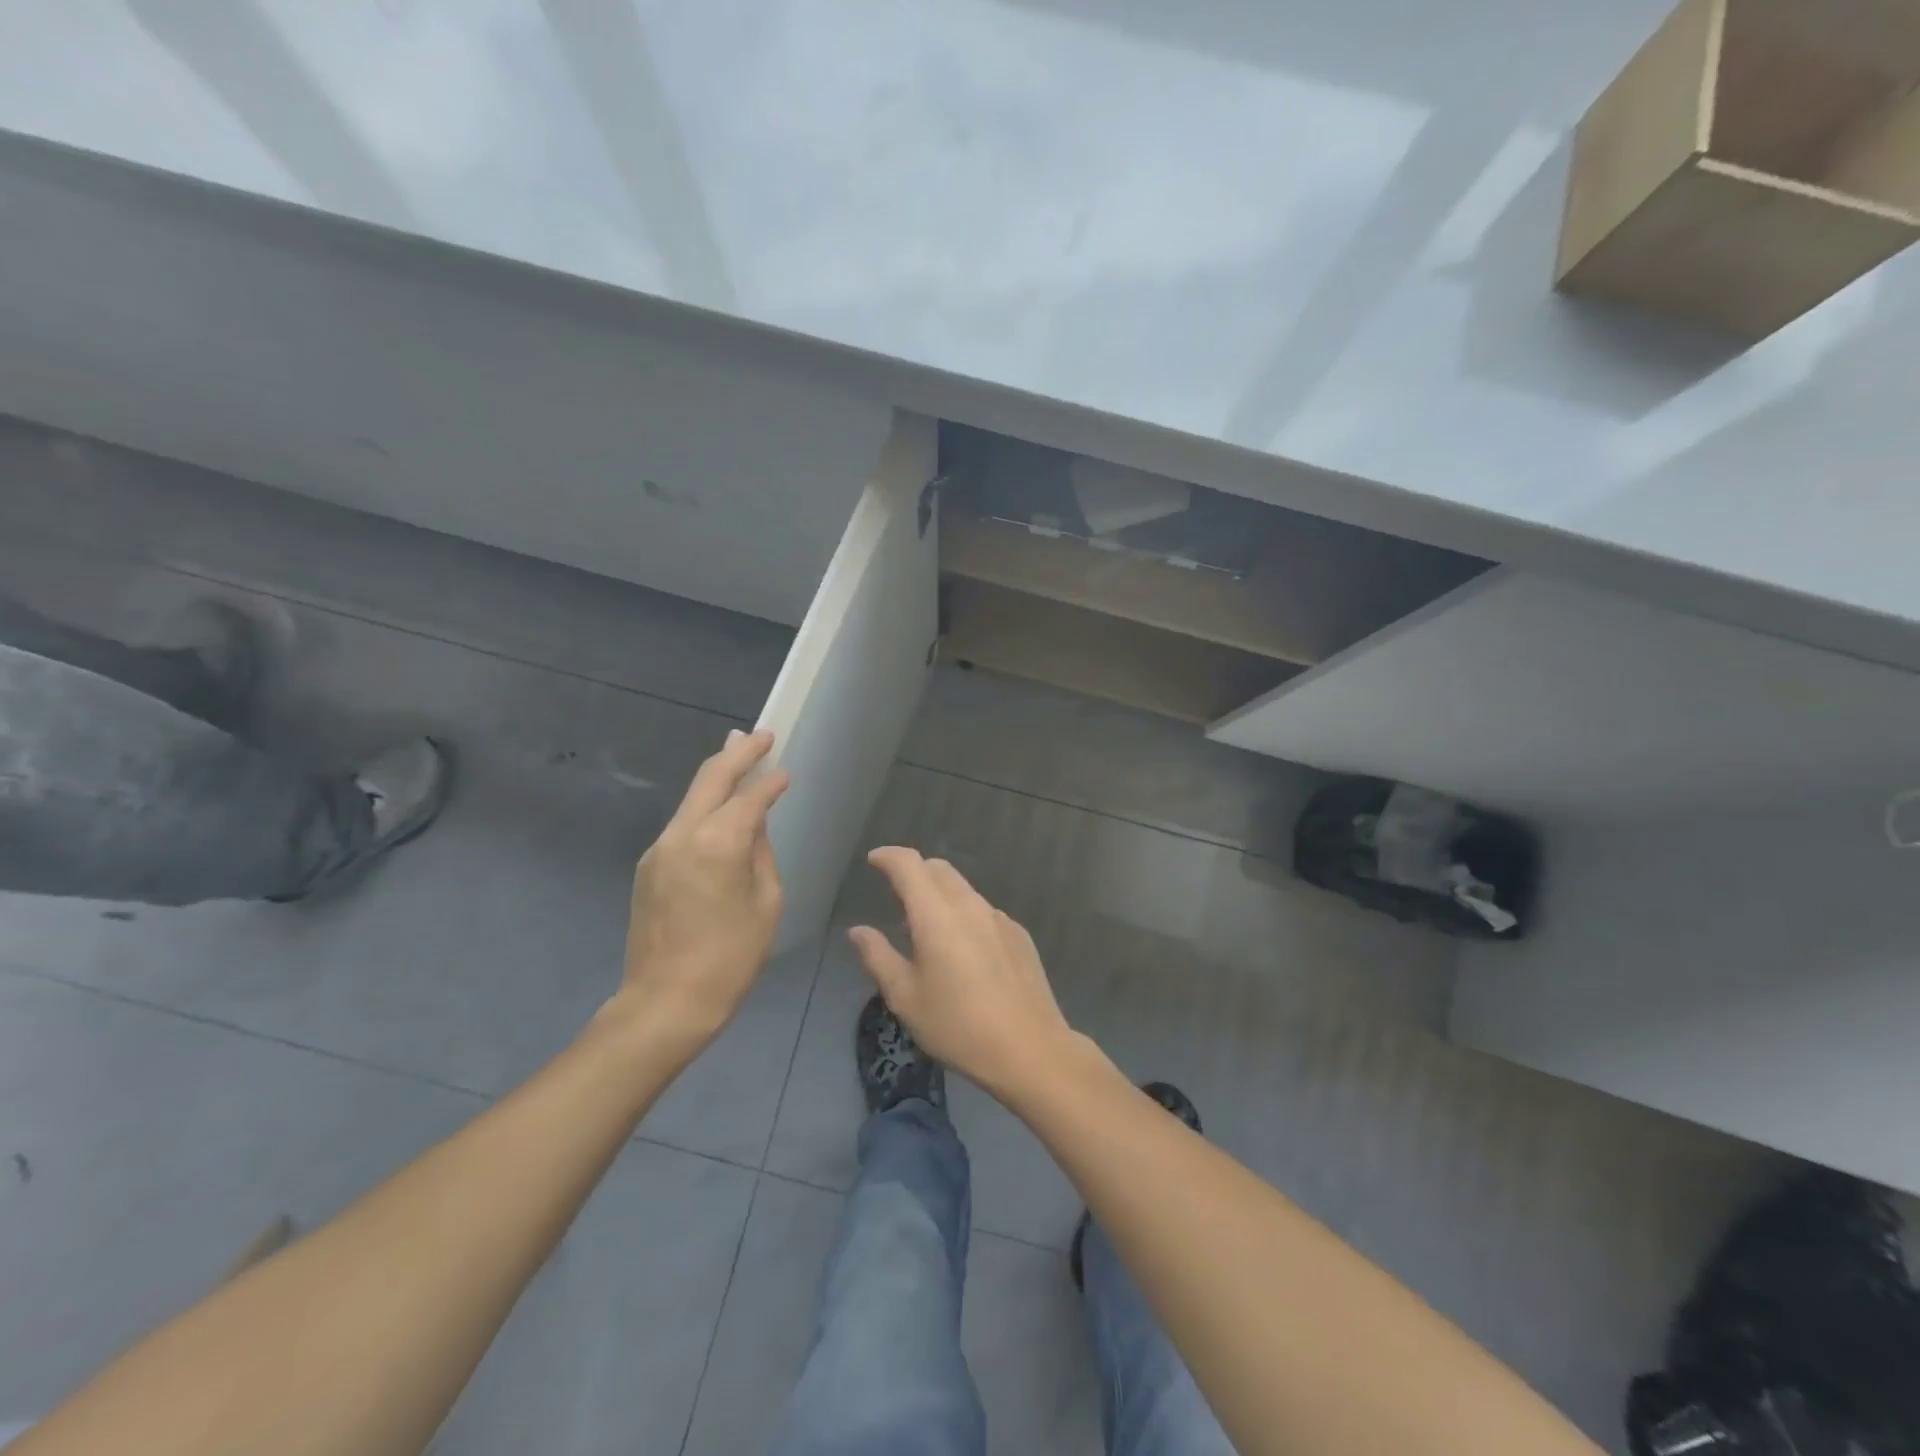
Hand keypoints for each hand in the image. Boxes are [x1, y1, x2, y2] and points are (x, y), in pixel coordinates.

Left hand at [621, 730, 788, 1041]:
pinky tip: (718, 809)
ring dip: (716, 775)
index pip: (749, 797)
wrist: (665, 1001)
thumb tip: (754, 825)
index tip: (786, 772)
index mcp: (718, 842)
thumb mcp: (766, 903)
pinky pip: (682, 823)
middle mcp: (682, 834)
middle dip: (737, 752)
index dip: (770, 782)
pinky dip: (703, 806)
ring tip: (738, 756)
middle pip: (710, 778)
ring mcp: (659, 848)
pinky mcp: (648, 865)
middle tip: (760, 735)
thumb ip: (761, 853)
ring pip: (691, 797)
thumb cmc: (731, 957)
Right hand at [849, 847, 1078, 1099]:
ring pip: (964, 889)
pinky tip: (964, 952)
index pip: (910, 865)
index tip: (874, 861)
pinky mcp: (1019, 935)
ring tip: (927, 931)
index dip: (889, 857)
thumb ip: (878, 958)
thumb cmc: (958, 1027)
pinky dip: (964, 915)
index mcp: (937, 916)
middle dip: (915, 872)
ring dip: (940, 895)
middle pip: (939, 870)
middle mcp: (970, 906)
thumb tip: (858, 931)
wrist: (1030, 1049)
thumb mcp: (906, 999)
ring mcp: (999, 918)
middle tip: (897, 896)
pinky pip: (984, 911)